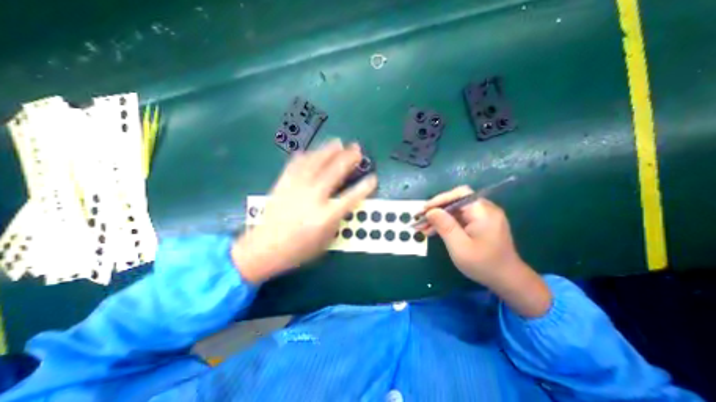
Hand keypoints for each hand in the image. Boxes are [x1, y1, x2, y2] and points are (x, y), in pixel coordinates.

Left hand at [235, 140, 379, 283]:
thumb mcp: (325, 241)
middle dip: (348, 158)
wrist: (264, 248)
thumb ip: (336, 220)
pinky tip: (312, 151)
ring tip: (338, 143)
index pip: (350, 198)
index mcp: (325, 216)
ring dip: (328, 151)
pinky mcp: (283, 184)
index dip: (364, 187)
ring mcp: (296, 188)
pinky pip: (296, 164)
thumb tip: (343, 204)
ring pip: (315, 163)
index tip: (373, 178)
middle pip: (334, 172)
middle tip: (356, 149)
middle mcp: (312, 198)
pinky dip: (306, 156)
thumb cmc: (298, 249)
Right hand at [421, 187, 520, 286]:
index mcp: (483, 212)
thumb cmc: (484, 264)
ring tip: (422, 227)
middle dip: (436, 210)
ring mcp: (482, 216)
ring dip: (438, 218)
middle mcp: (484, 209)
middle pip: (455, 202)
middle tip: (419, 220)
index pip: (459, 194)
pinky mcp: (479, 223)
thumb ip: (445, 226)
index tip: (424, 210)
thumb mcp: (460, 247)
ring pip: (455, 210)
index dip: (439, 199)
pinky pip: (459, 218)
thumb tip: (431, 211)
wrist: (507, 280)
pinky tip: (433, 231)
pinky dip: (446, 223)